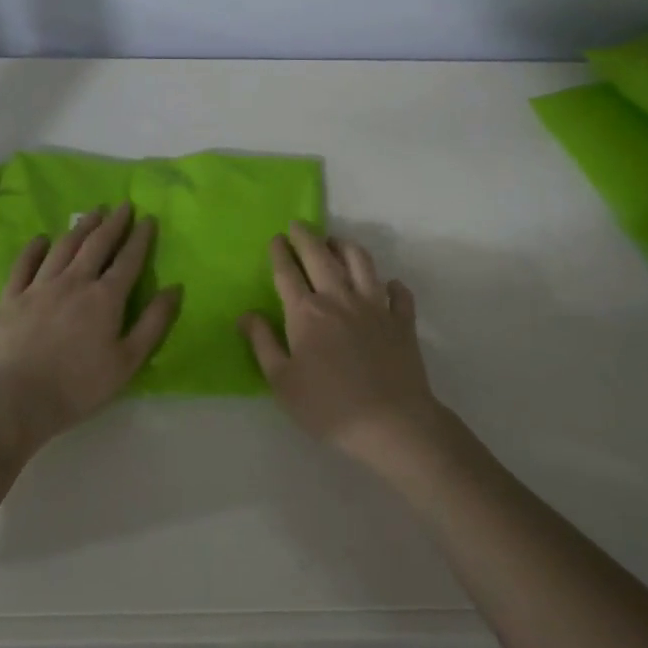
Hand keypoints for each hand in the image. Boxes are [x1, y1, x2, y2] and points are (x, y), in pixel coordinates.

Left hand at [0, 203, 179, 449]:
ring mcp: (39, 287)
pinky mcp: (11, 298)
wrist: (16, 399)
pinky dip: (34, 248)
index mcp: (106, 298)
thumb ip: (153, 323)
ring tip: (92, 213)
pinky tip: (42, 239)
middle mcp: (74, 282)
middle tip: (122, 206)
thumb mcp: (128, 361)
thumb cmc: (79, 386)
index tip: (148, 218)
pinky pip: (24, 264)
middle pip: (97, 245)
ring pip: (64, 247)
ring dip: (80, 228)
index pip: (128, 260)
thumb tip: (174, 288)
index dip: (140, 238)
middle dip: (113, 223)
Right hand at [241, 221, 454, 474]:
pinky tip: (388, 285)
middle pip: (321, 257)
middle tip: (298, 225)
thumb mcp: (282, 381)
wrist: (390, 422)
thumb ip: (263, 343)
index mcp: (306, 312)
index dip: (280, 253)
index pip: (288, 272)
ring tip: (336, 243)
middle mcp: (340, 298)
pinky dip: (392, 284)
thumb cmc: (327, 406)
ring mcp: (375, 305)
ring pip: (361, 262)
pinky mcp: (402, 320)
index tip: (276, 238)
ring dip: (346, 247)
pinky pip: (398, 292)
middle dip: (307, 237)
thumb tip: (246, 314)